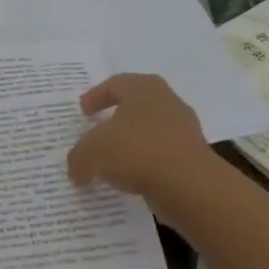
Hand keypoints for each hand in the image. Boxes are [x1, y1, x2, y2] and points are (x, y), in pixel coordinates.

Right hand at [66, 73, 216, 204]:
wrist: (190, 185)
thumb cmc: (137, 151)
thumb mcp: (92, 152)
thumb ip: (79, 157)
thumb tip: (76, 168)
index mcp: (143, 88)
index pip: (114, 84)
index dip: (95, 96)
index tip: (83, 112)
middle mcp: (166, 102)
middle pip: (135, 105)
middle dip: (115, 118)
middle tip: (97, 130)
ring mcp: (183, 129)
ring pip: (149, 131)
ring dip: (130, 143)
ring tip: (111, 160)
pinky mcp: (192, 156)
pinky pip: (160, 155)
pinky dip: (144, 164)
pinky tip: (129, 178)